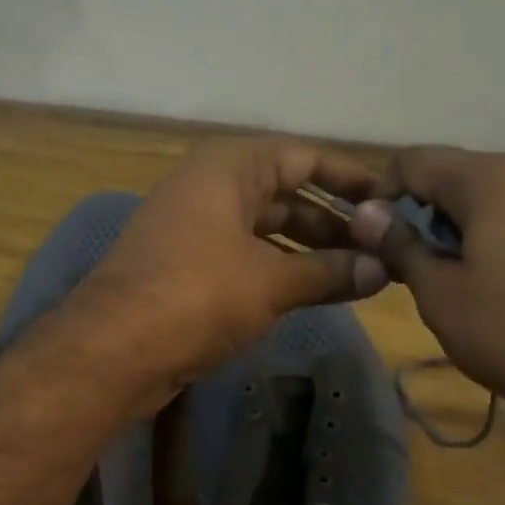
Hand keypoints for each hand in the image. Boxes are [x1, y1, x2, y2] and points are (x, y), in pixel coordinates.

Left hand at [67, 135, 388, 403]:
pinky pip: (243, 258)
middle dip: (332, 222)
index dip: (349, 177)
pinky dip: (276, 271)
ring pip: (263, 231)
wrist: (115, 348)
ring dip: (307, 251)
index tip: (389, 200)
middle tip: (378, 249)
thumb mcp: (271, 282)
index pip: (303, 156)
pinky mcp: (184, 269)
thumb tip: (383, 271)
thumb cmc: (199, 295)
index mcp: (228, 168)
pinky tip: (308, 292)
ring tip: (354, 275)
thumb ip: (329, 273)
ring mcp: (192, 230)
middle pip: (284, 194)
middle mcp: (209, 189)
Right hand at [350, 147, 504, 423]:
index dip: (382, 194)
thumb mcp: (441, 295)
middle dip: (426, 213)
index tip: (373, 239)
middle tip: (413, 266)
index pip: (415, 161)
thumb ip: (401, 246)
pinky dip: (504, 238)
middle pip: (460, 175)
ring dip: (465, 227)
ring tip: (459, 280)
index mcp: (491, 179)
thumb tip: (367, 214)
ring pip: (499, 198)